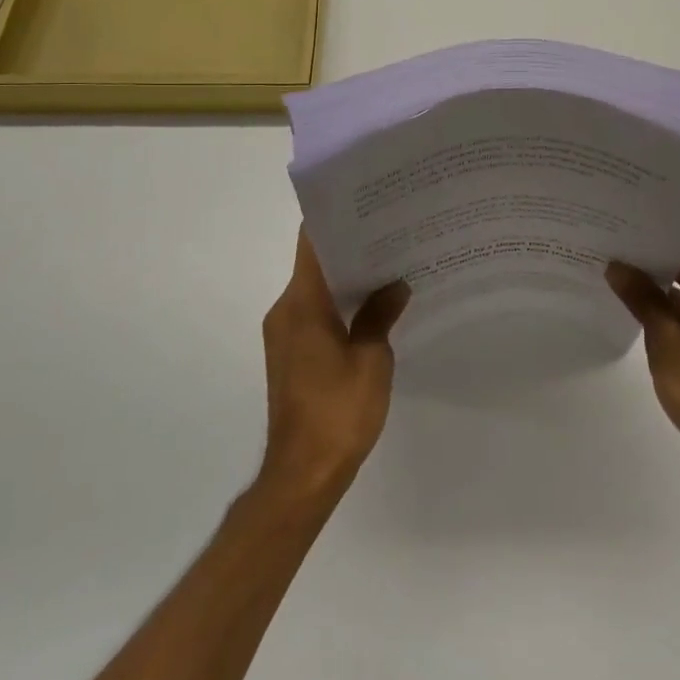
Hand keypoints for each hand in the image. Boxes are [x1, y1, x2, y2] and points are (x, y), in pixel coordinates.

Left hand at [258, 229, 409, 504]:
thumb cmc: (337, 413)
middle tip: (391, 232)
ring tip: (389, 265)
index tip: (367, 204)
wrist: (302, 475)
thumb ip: (380, 316)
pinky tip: (373, 308)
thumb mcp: (371, 360)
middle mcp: (285, 311)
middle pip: (314, 264)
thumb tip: (395, 286)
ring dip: (346, 278)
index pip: (311, 243)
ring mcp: (284, 335)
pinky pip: (314, 314)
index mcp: (301, 304)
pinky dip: (339, 305)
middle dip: (350, 246)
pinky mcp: (290, 356)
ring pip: (315, 290)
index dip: (337, 219)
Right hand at [607, 238, 679, 481]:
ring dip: (658, 273)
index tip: (627, 211)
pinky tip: (635, 299)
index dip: (661, 221)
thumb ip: (642, 300)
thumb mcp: (666, 344)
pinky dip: (668, 298)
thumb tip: (617, 265)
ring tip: (615, 260)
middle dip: (653, 245)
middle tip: (610, 233)